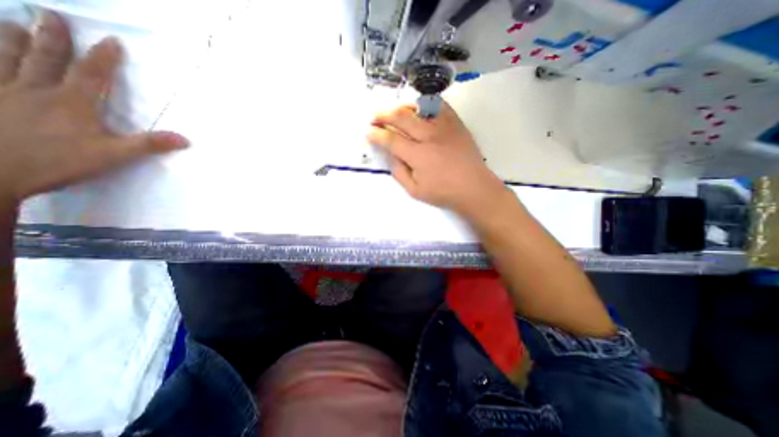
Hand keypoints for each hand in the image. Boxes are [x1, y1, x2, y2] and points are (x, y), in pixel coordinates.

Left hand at [0, 12, 186, 201]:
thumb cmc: (61, 162)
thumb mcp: (115, 155)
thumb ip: (149, 145)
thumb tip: (185, 139)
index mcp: (73, 103)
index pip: (93, 74)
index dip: (104, 57)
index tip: (112, 40)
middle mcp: (36, 90)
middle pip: (46, 58)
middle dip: (51, 36)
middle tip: (51, 14)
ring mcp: (2, 92)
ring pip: (5, 57)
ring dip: (10, 38)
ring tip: (10, 21)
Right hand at [370, 101, 507, 218]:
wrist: (473, 187)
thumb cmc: (443, 192)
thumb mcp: (414, 190)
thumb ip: (398, 171)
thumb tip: (389, 154)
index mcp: (418, 155)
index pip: (391, 139)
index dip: (376, 134)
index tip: (368, 132)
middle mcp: (429, 136)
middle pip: (400, 117)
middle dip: (382, 115)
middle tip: (374, 118)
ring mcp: (444, 126)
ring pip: (417, 107)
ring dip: (401, 107)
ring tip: (394, 113)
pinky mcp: (455, 123)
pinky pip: (438, 105)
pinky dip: (424, 104)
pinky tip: (418, 110)